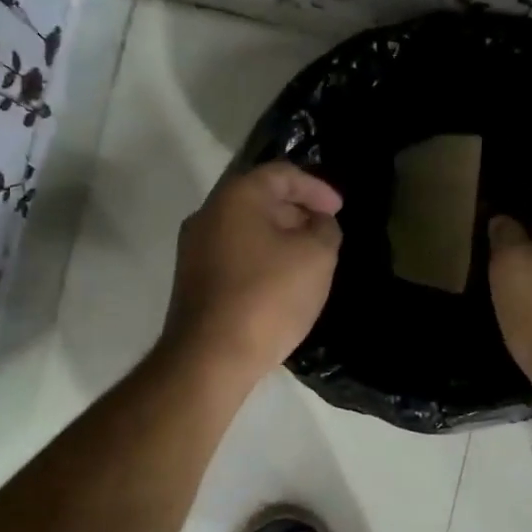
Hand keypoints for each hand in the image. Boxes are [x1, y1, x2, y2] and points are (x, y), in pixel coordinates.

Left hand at [162, 162, 343, 386]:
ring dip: (280, 235)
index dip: (316, 187)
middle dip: (298, 211)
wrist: (210, 357)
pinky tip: (282, 281)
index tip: (339, 210)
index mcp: (236, 197)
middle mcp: (208, 214)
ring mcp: (194, 248)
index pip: (281, 174)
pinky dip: (262, 256)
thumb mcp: (317, 257)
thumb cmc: (268, 296)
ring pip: (246, 228)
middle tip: (325, 232)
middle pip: (260, 198)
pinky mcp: (193, 279)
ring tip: (308, 258)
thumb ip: (325, 229)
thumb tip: (318, 223)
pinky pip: (235, 253)